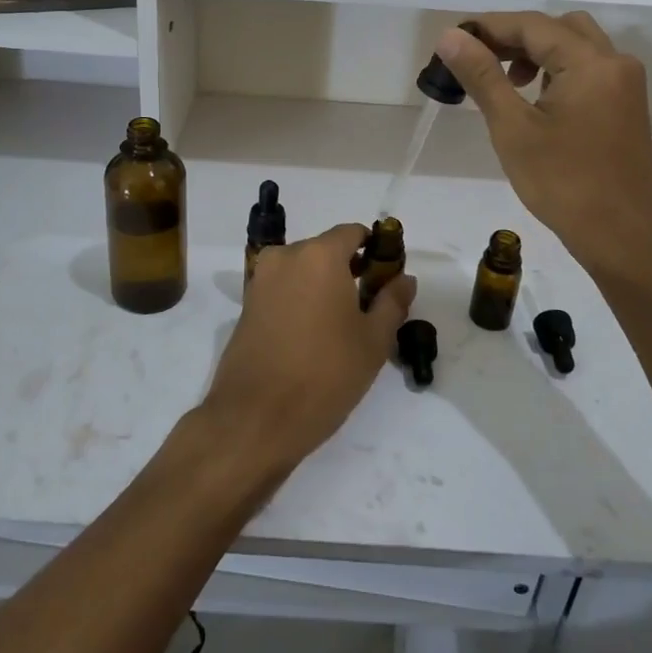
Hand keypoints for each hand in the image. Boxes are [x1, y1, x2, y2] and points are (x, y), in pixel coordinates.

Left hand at [198, 223, 416, 475]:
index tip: (387, 278)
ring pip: (302, 270)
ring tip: (341, 326)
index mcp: (319, 255)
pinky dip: (301, 300)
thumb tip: (404, 278)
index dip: (374, 250)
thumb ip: (392, 302)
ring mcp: (260, 280)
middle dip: (349, 270)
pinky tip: (313, 336)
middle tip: (369, 307)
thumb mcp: (373, 341)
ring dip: (323, 286)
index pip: (353, 233)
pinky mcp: (246, 305)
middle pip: (325, 250)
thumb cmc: (324, 375)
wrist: (255, 418)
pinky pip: (283, 289)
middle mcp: (286, 257)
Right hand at [432, 12, 651, 286]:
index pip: (533, 25)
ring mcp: (625, 85)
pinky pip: (587, 69)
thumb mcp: (513, 128)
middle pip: (558, 27)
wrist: (622, 236)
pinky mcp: (625, 106)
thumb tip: (451, 36)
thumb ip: (482, 75)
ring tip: (504, 81)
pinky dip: (557, 70)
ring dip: (537, 53)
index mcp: (591, 63)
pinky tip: (533, 98)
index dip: (489, 27)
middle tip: (478, 59)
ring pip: (576, 46)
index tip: (452, 40)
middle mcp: (615, 63)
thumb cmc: (563, 183)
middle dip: (515, 37)